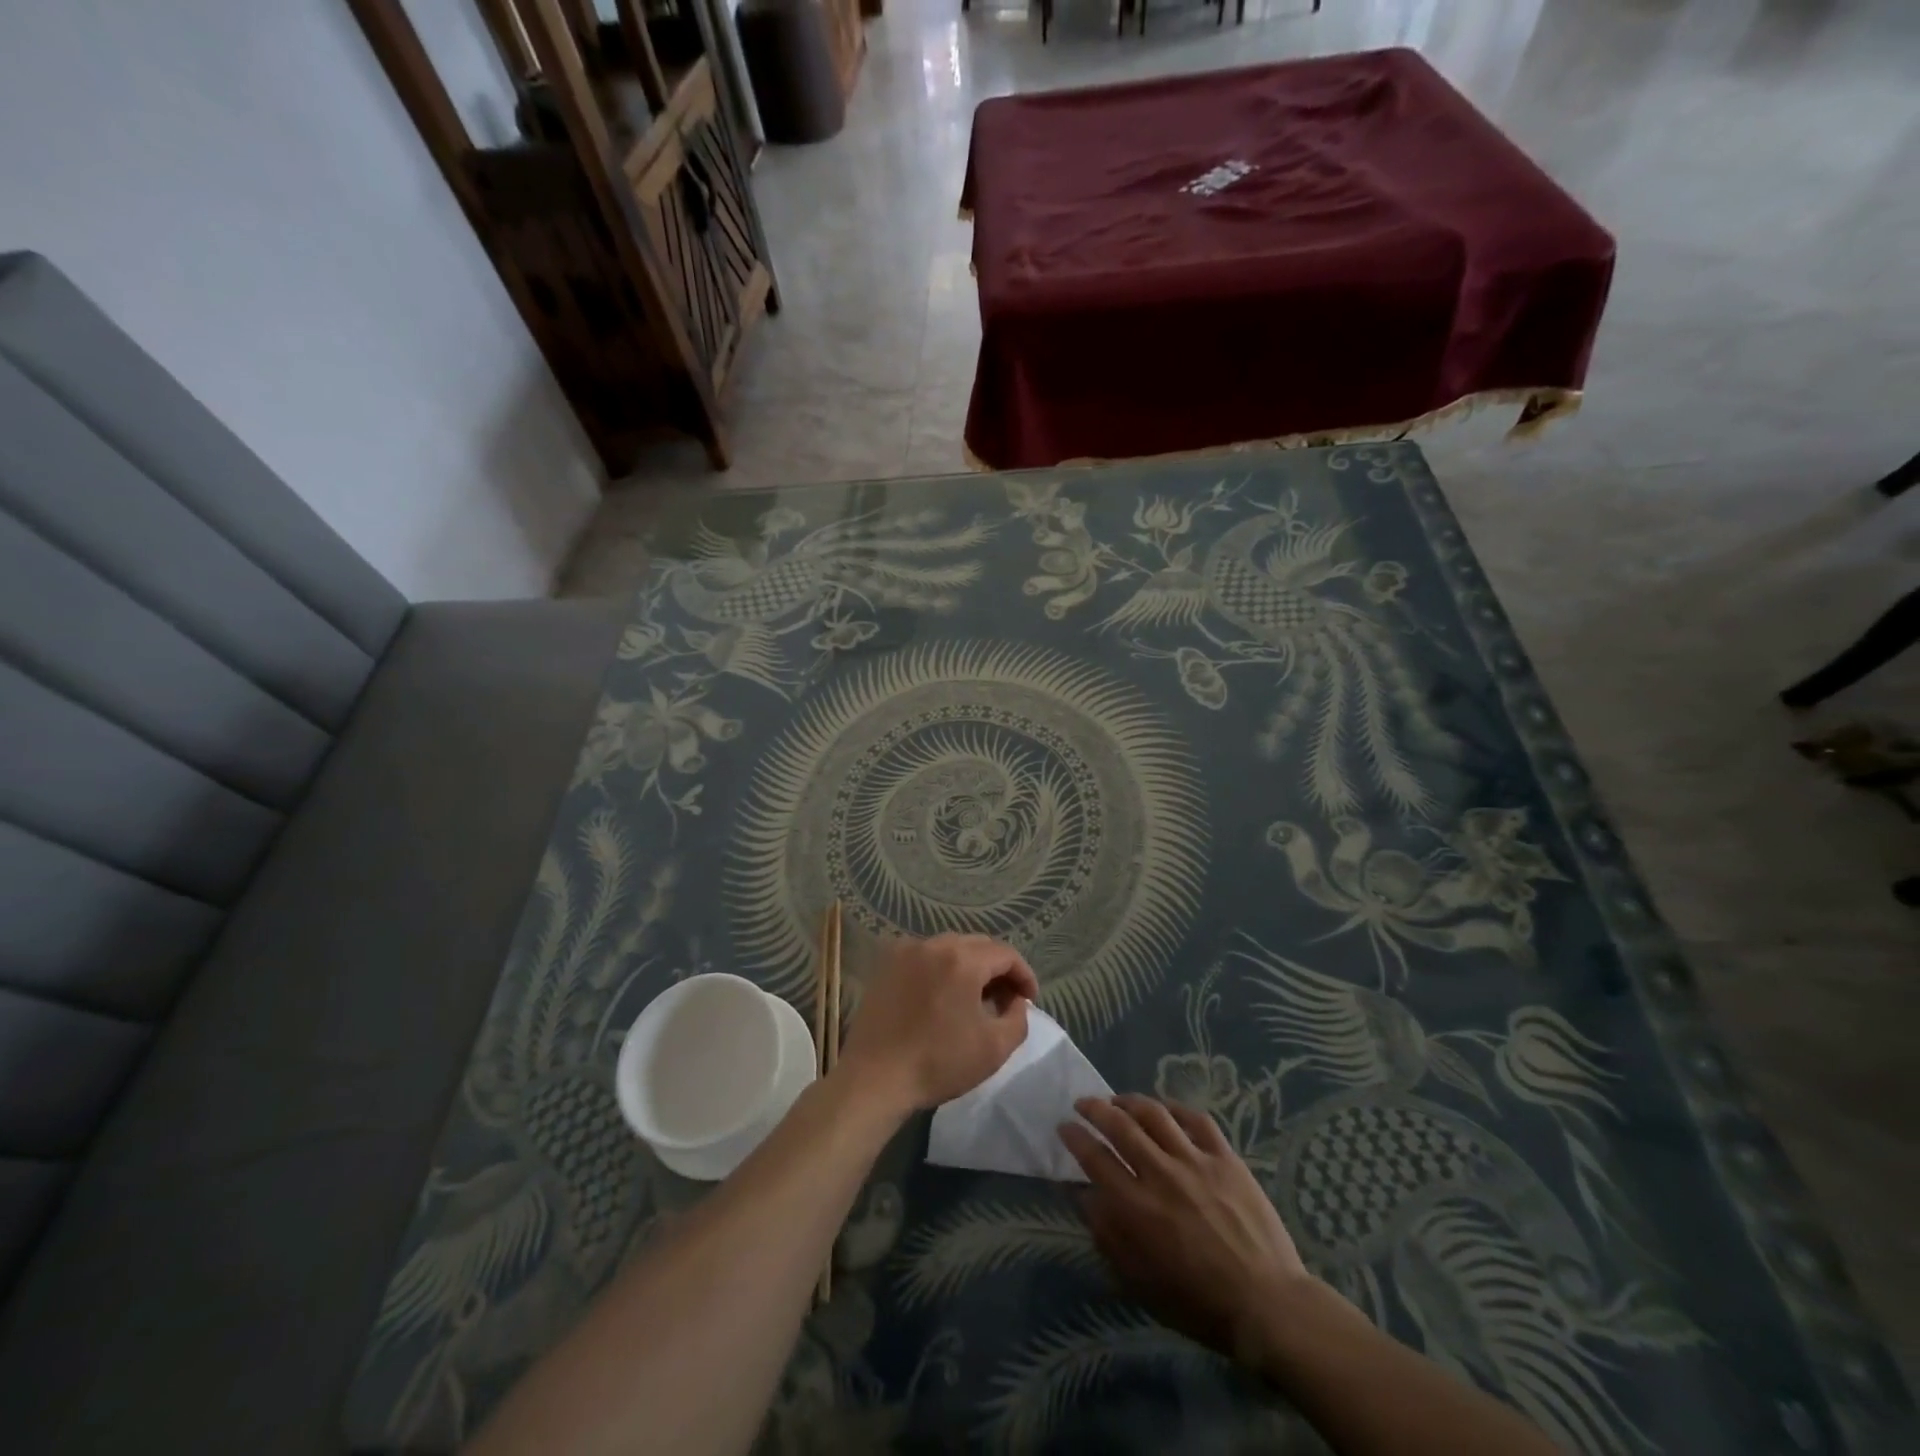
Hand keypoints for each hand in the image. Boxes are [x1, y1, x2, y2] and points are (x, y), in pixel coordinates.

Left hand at [836, 934, 1039, 1115]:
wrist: (874, 1078)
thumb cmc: (938, 1063)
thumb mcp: (995, 1048)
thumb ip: (1018, 1017)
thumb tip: (1015, 1000)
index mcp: (962, 959)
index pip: (1005, 954)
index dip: (1023, 975)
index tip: (1029, 1000)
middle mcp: (933, 944)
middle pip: (978, 945)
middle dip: (998, 969)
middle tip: (1006, 1000)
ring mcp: (906, 951)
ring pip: (950, 948)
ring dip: (970, 967)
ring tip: (975, 998)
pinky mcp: (886, 965)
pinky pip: (925, 956)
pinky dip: (941, 969)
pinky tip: (942, 997)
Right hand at [1060, 1095, 1314, 1360]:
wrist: (1267, 1305)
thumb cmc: (1198, 1303)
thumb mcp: (1139, 1281)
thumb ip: (1107, 1236)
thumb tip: (1084, 1197)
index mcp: (1136, 1207)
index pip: (1094, 1157)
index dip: (1074, 1137)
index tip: (1063, 1126)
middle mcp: (1161, 1174)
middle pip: (1119, 1125)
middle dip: (1094, 1109)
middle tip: (1083, 1104)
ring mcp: (1195, 1161)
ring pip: (1155, 1113)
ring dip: (1130, 1102)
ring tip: (1119, 1101)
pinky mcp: (1226, 1158)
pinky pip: (1196, 1119)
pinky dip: (1175, 1108)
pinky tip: (1164, 1109)